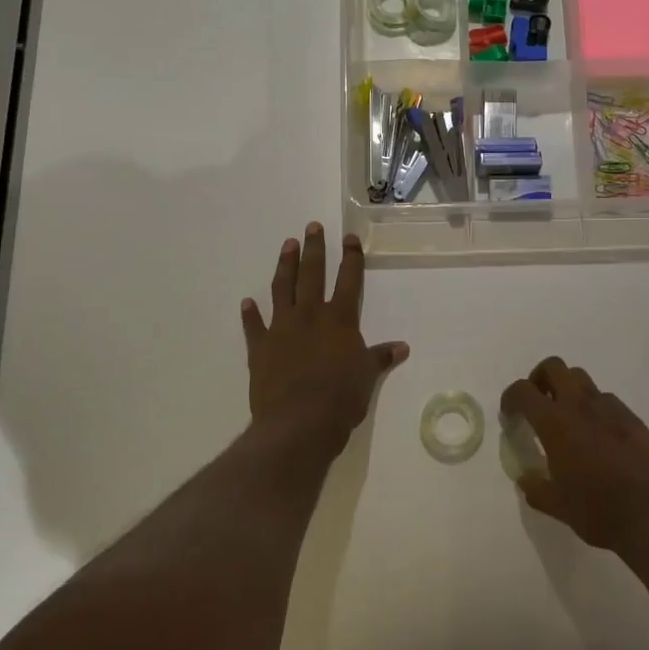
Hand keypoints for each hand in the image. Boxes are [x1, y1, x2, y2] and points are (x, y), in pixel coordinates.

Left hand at [241, 223, 407, 460]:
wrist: (297, 423)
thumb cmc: (340, 398)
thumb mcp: (367, 377)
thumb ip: (380, 358)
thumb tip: (402, 347)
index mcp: (340, 320)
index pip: (349, 281)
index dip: (351, 258)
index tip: (349, 238)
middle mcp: (310, 316)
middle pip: (312, 274)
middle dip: (314, 249)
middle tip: (312, 226)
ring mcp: (281, 329)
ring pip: (282, 289)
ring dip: (285, 266)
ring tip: (287, 246)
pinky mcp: (259, 349)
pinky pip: (253, 326)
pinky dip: (250, 315)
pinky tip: (246, 303)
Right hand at [500, 357, 648, 555]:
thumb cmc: (597, 511)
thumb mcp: (556, 505)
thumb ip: (535, 487)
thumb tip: (526, 477)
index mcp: (556, 424)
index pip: (523, 391)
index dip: (510, 397)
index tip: (510, 414)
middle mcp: (581, 406)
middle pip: (554, 367)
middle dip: (540, 379)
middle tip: (538, 404)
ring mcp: (610, 408)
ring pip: (582, 379)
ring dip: (568, 390)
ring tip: (568, 419)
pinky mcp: (632, 418)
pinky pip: (606, 400)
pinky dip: (594, 408)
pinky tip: (598, 436)